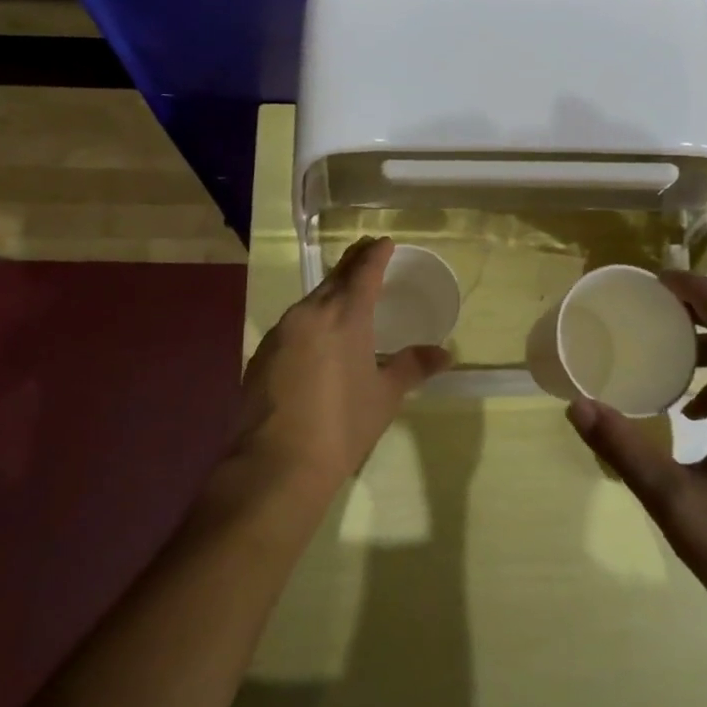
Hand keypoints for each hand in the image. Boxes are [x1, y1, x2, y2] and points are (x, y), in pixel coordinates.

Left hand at [231, 237, 452, 493]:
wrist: (277, 464)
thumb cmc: (342, 426)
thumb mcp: (385, 395)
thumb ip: (412, 366)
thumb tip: (444, 353)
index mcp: (344, 316)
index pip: (363, 272)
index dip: (375, 255)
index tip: (384, 242)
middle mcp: (309, 314)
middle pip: (334, 278)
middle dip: (352, 264)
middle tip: (366, 254)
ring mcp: (280, 333)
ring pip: (310, 301)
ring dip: (330, 292)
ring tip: (345, 294)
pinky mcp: (262, 354)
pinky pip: (293, 324)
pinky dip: (311, 319)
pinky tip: (317, 336)